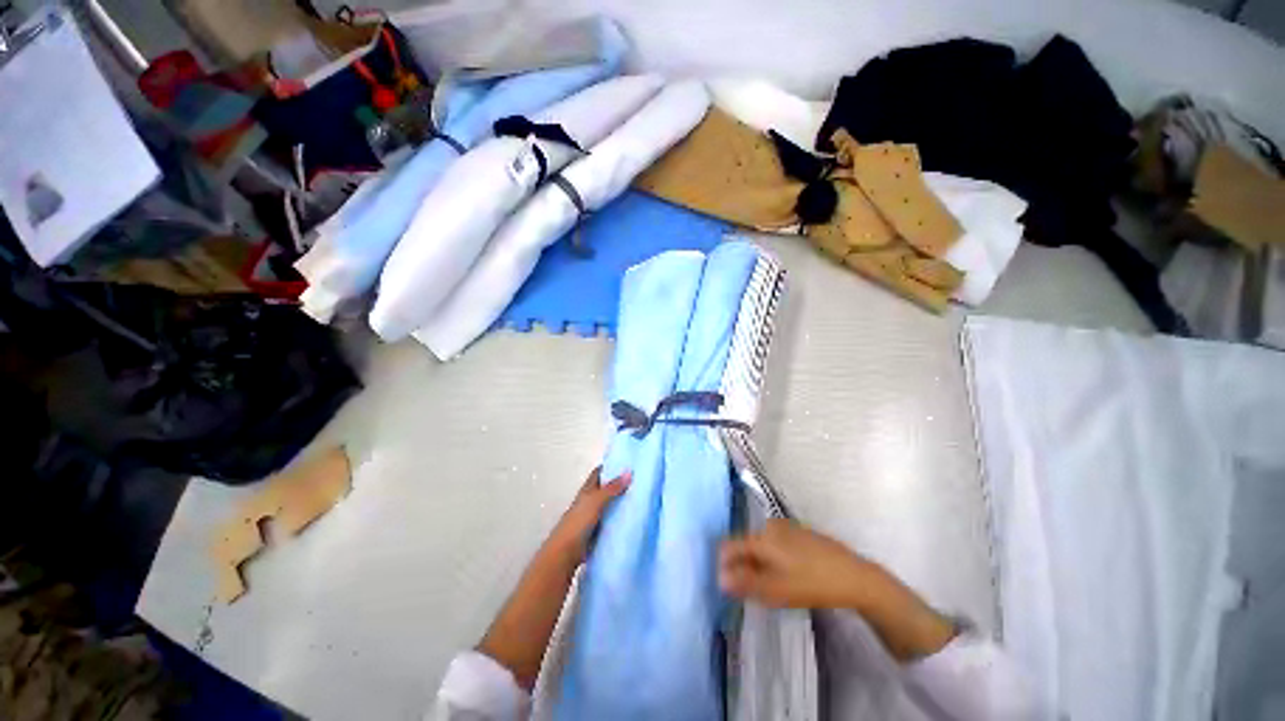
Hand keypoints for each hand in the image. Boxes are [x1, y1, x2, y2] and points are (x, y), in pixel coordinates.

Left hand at [544, 467, 630, 566]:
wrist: (566, 551)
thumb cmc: (578, 522)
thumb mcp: (596, 501)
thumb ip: (612, 488)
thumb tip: (629, 472)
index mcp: (587, 490)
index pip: (600, 473)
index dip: (611, 467)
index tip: (628, 463)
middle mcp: (590, 500)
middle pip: (606, 488)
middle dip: (620, 484)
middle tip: (639, 480)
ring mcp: (594, 516)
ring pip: (610, 504)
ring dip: (622, 501)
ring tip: (641, 497)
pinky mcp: (598, 530)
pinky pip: (612, 520)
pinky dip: (620, 518)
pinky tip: (634, 517)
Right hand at [719, 519, 957, 660]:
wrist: (854, 576)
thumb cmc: (811, 584)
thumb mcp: (775, 590)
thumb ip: (745, 583)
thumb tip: (720, 579)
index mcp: (761, 536)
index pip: (730, 546)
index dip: (725, 565)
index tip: (729, 585)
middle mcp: (770, 525)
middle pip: (746, 544)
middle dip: (744, 565)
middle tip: (754, 590)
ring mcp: (786, 526)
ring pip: (762, 543)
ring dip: (759, 562)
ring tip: (771, 585)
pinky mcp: (800, 531)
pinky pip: (776, 542)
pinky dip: (774, 557)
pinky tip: (788, 574)